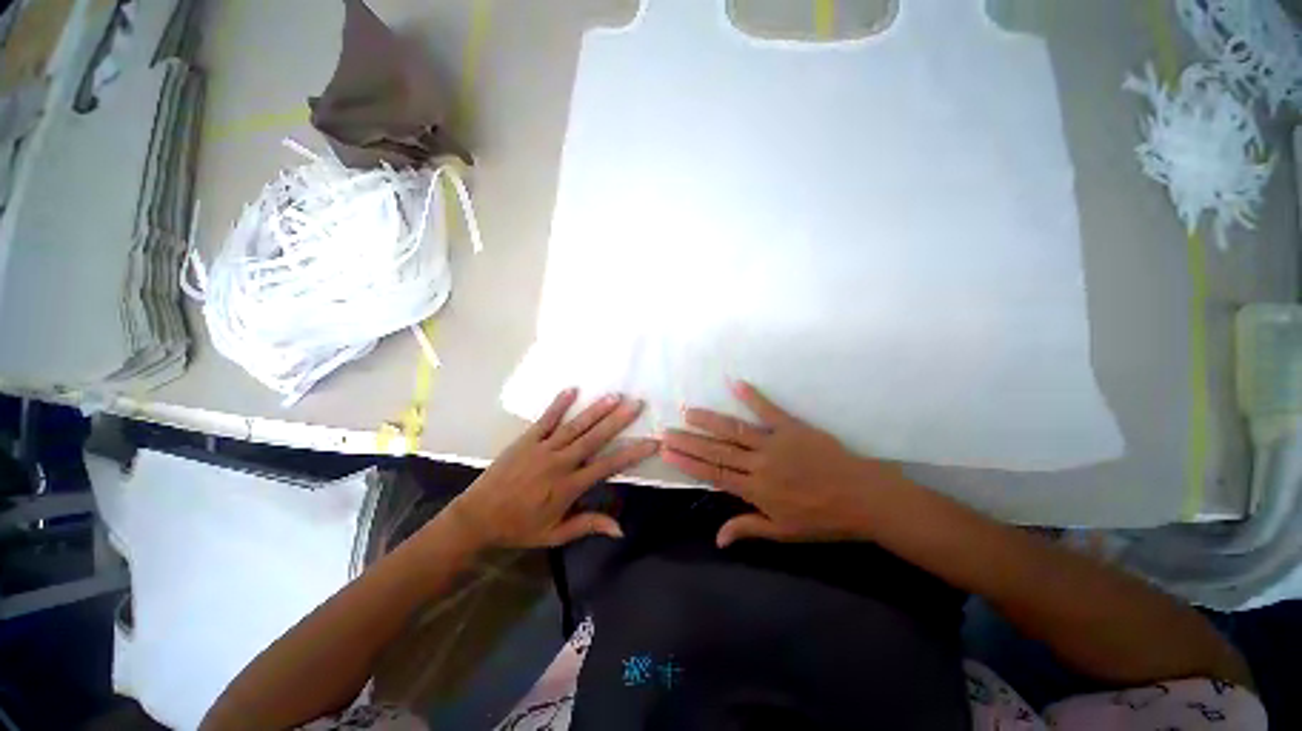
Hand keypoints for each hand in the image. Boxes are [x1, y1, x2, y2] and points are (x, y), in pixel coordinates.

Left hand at [448, 389, 658, 548]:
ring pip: (575, 426)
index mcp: (569, 487)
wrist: (477, 517)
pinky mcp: (526, 440)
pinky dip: (559, 404)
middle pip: (595, 438)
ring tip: (614, 396)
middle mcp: (560, 463)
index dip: (632, 454)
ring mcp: (542, 448)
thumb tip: (620, 529)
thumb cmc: (519, 527)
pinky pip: (546, 419)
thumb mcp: (555, 534)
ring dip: (596, 410)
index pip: (608, 466)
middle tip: (636, 404)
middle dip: (618, 420)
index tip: (651, 442)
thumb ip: (588, 526)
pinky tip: (572, 389)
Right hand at [662, 380, 913, 547]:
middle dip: (689, 441)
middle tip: (666, 430)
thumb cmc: (822, 519)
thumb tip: (717, 538)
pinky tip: (735, 384)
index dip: (688, 463)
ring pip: (735, 430)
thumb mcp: (784, 532)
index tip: (667, 452)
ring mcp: (775, 443)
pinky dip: (752, 396)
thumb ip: (748, 528)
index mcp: (756, 490)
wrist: (863, 498)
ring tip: (688, 411)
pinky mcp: (792, 427)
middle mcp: (759, 464)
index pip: (713, 473)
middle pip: (717, 450)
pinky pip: (769, 410)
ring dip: (709, 420)